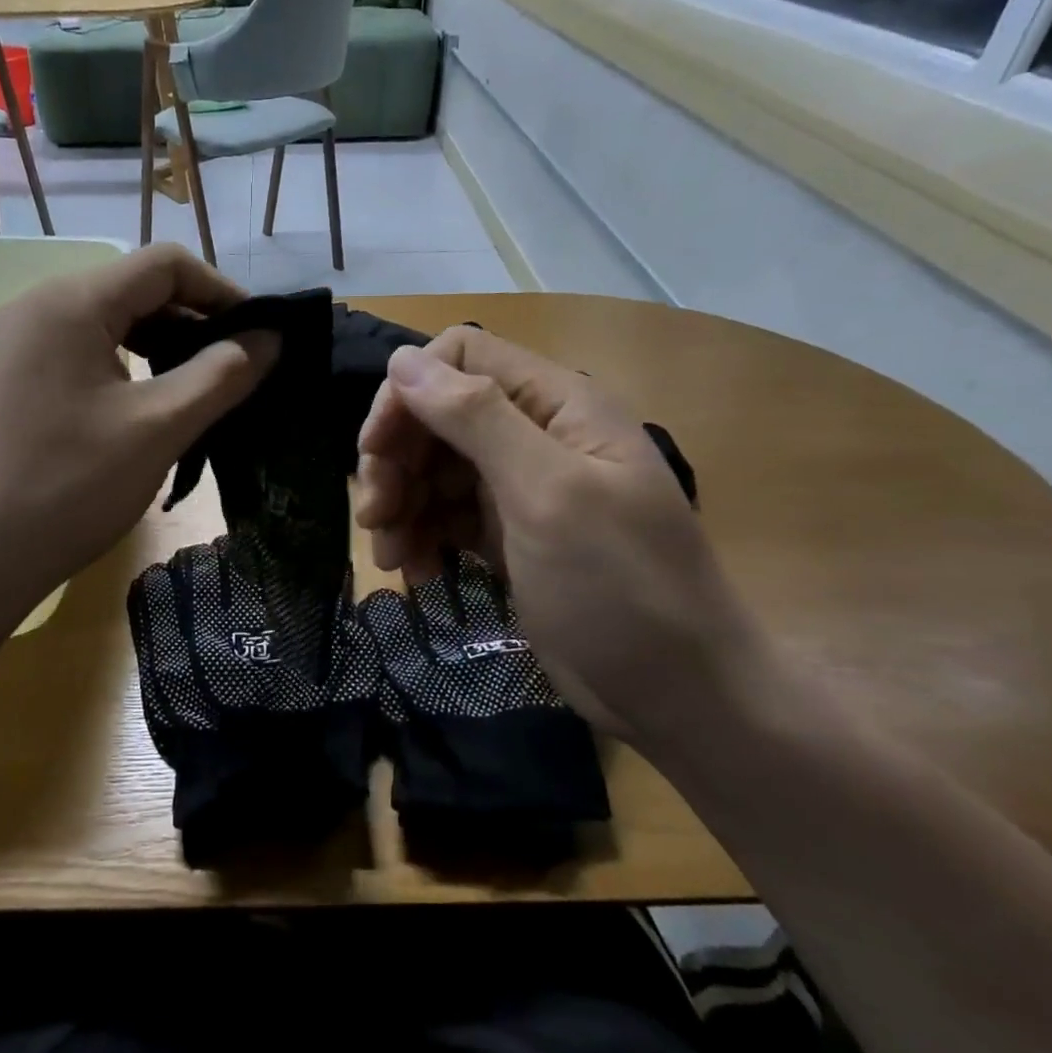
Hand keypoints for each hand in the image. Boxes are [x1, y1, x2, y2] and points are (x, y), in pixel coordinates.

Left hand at [0, 245, 276, 631]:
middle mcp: (35, 306)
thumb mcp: (159, 428)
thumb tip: (271, 338)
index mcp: (69, 302)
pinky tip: (146, 405)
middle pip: (133, 288)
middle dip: (193, 320)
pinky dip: (124, 365)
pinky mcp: (9, 378)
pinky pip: (79, 351)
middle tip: (236, 368)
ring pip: (107, 322)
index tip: (261, 335)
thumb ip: (222, 374)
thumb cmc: (70, 489)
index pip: (164, 264)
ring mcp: (14, 344)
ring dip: (160, 344)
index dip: (222, 291)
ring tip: (199, 388)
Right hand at [354, 326, 760, 742]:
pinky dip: (423, 537)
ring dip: (402, 504)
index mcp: (557, 404)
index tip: (375, 451)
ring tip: (391, 556)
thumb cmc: (620, 588)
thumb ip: (477, 419)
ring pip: (435, 469)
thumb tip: (404, 359)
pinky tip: (416, 571)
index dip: (408, 393)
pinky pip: (447, 517)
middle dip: (398, 460)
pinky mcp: (510, 537)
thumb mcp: (547, 495)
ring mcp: (522, 489)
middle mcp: (537, 435)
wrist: (677, 694)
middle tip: (374, 515)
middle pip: (439, 416)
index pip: (460, 358)